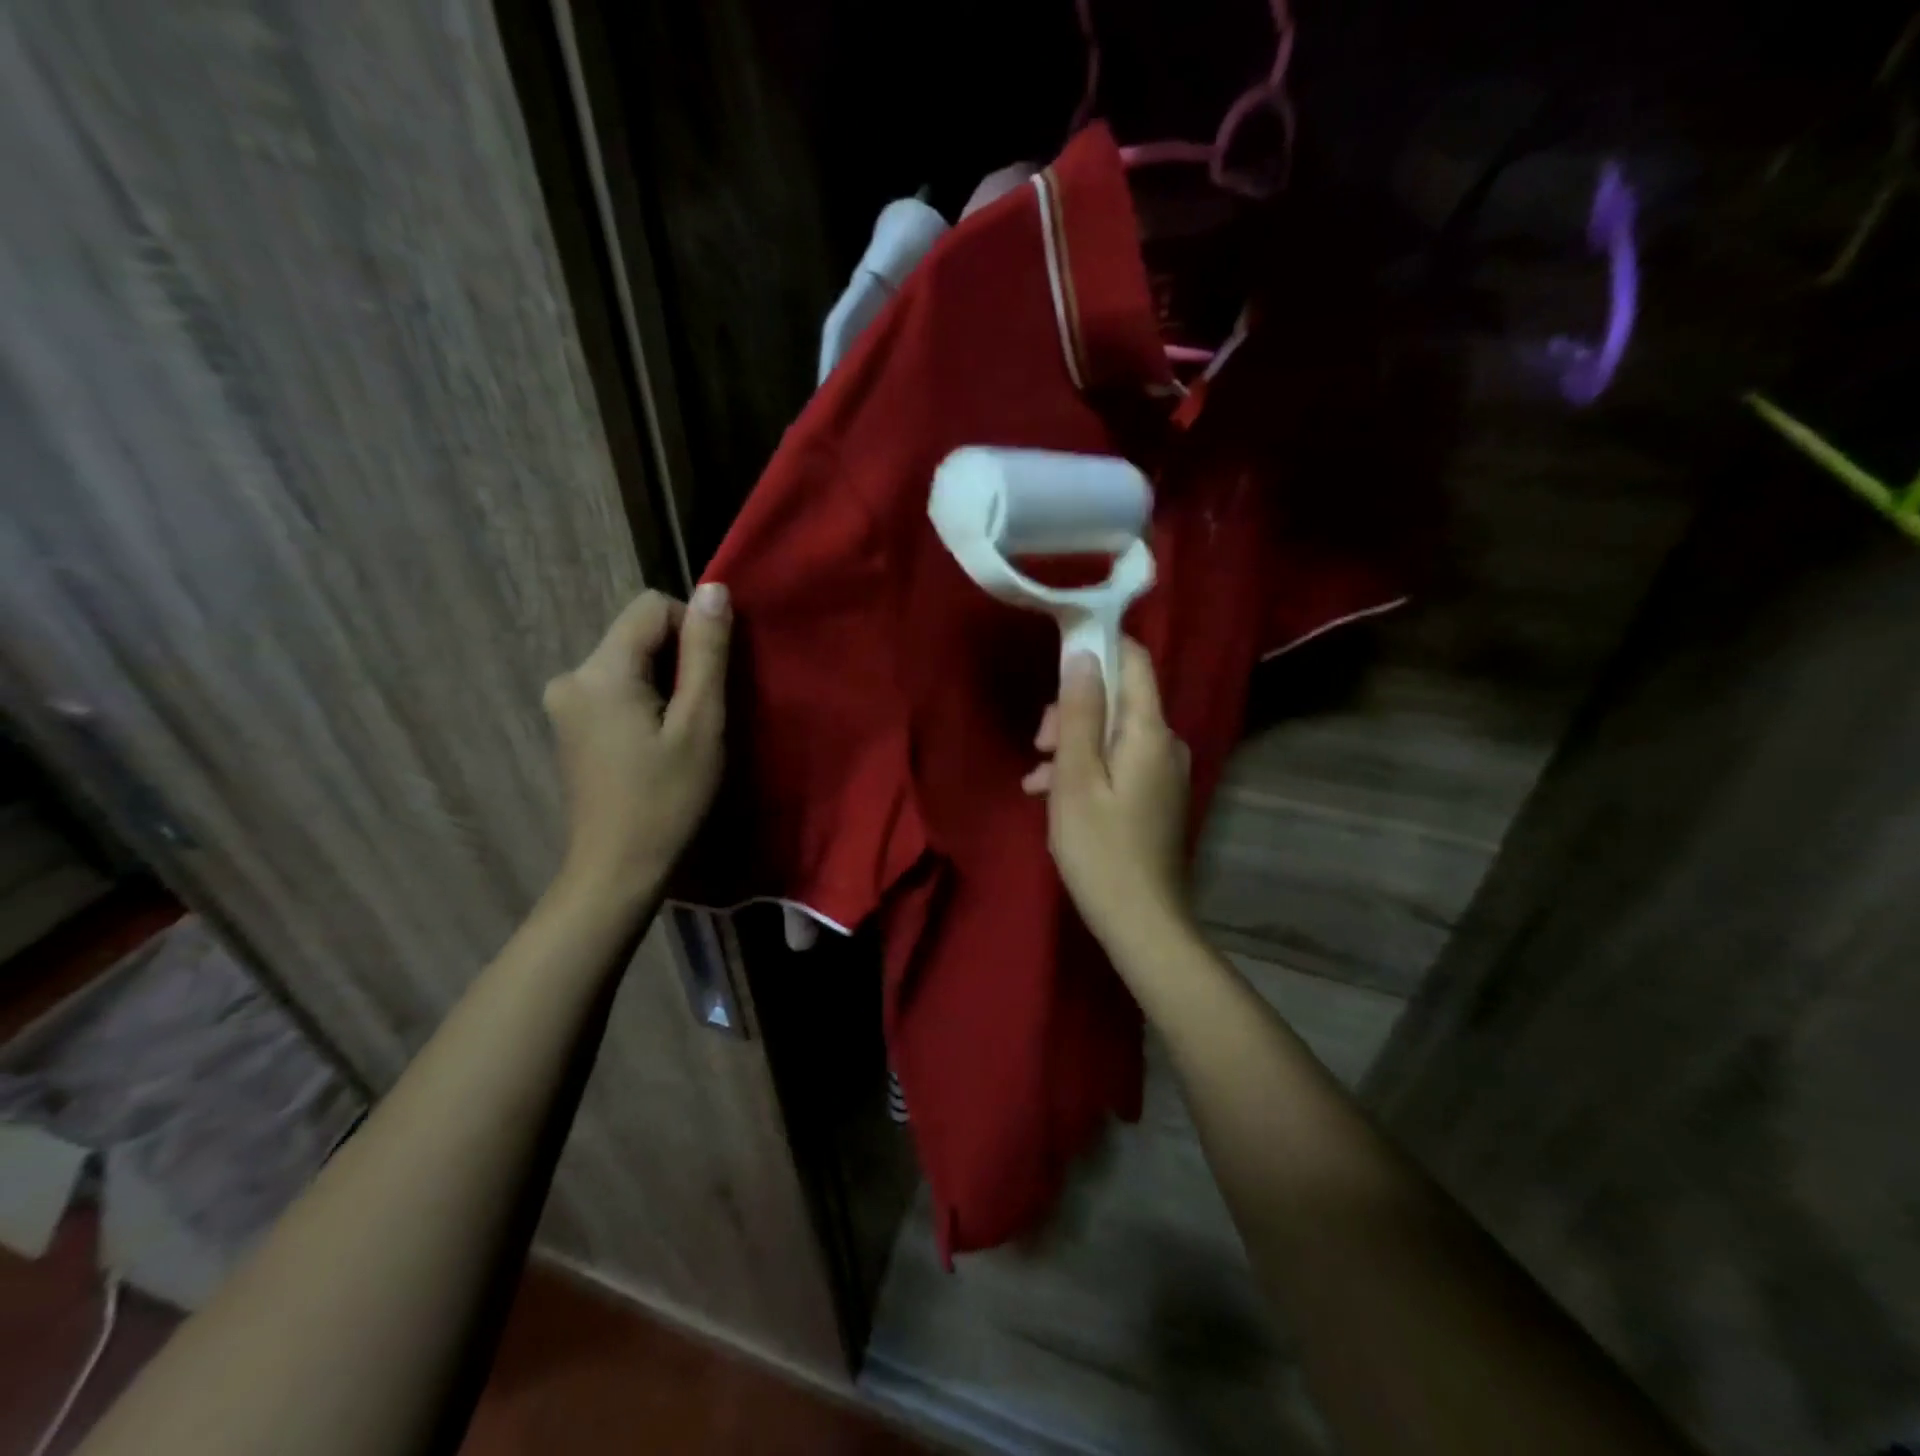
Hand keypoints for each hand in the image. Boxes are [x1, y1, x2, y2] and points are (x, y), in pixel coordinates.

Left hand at [543, 585, 731, 903]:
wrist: (617, 872)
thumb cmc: (667, 800)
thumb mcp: (700, 724)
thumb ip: (706, 653)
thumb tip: (713, 589)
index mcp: (599, 671)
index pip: (652, 607)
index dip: (692, 632)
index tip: (710, 683)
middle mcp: (570, 676)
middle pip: (638, 634)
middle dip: (679, 662)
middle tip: (702, 716)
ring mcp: (565, 704)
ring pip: (630, 663)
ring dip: (665, 685)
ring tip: (682, 735)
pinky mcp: (570, 727)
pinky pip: (616, 689)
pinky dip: (645, 703)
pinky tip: (657, 745)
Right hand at [1029, 642, 1192, 950]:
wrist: (1141, 921)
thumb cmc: (1100, 848)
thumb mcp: (1076, 777)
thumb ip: (1081, 713)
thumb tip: (1083, 654)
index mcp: (1149, 730)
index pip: (1134, 660)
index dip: (1098, 647)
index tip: (1056, 656)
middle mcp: (1165, 742)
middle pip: (1118, 698)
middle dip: (1074, 710)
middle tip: (1039, 743)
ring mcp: (1163, 771)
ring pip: (1112, 733)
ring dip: (1072, 744)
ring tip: (1036, 779)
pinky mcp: (1154, 796)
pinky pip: (1117, 763)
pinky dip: (1085, 769)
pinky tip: (1051, 796)